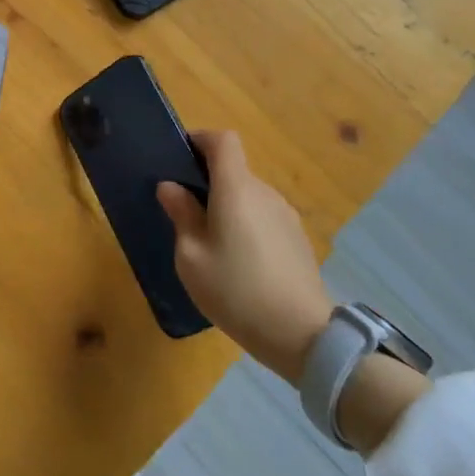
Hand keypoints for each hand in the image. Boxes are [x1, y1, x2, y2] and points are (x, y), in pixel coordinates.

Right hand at [157, 131, 332, 383]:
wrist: (303, 335)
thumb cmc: (236, 290)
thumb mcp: (191, 256)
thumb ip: (181, 214)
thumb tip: (171, 186)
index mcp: (236, 188)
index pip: (223, 140)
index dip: (200, 140)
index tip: (179, 158)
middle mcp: (263, 192)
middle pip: (233, 169)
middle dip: (207, 181)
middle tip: (184, 212)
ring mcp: (285, 215)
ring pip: (248, 195)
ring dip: (227, 206)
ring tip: (210, 244)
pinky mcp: (297, 238)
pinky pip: (263, 217)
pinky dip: (246, 225)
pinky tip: (239, 263)